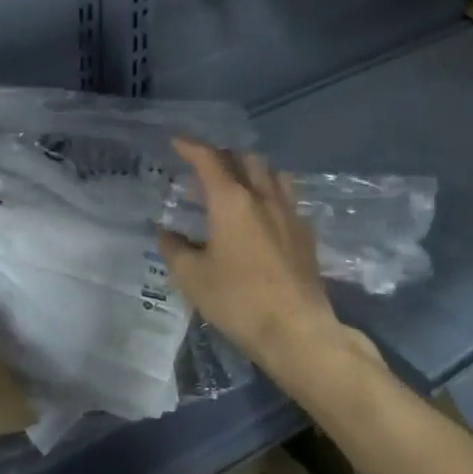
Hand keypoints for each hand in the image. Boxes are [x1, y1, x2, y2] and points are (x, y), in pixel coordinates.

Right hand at [157, 138, 381, 381]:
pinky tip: (263, 213)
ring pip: (272, 174)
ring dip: (252, 170)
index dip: (190, 146)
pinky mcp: (306, 235)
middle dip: (223, 155)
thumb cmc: (237, 300)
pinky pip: (287, 198)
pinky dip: (270, 193)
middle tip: (205, 165)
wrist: (297, 331)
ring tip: (238, 182)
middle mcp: (262, 197)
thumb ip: (174, 248)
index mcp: (231, 200)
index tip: (177, 142)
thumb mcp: (192, 277)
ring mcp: (289, 214)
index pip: (208, 159)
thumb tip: (166, 233)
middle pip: (245, 159)